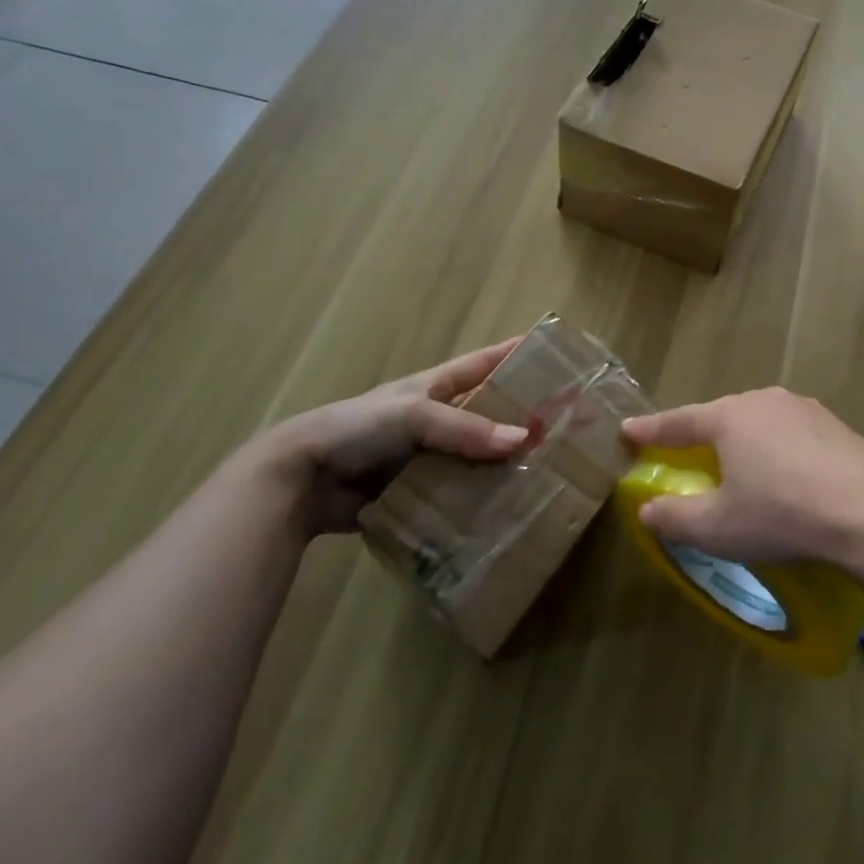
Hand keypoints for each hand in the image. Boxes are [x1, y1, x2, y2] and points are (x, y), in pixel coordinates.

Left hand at [256, 338, 529, 533]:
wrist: (299, 481)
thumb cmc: (357, 428)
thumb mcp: (414, 416)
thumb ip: (466, 429)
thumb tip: (523, 441)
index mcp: (435, 388)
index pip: (484, 363)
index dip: (515, 353)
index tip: (554, 350)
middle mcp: (437, 420)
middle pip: (488, 414)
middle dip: (521, 418)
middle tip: (565, 427)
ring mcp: (427, 458)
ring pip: (476, 458)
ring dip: (503, 467)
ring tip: (546, 475)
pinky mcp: (417, 493)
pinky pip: (456, 496)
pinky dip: (477, 502)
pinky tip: (505, 514)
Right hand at [620, 388, 863, 570]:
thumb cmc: (782, 514)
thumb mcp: (719, 528)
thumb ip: (675, 517)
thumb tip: (647, 509)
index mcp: (728, 418)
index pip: (678, 421)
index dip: (650, 429)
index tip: (627, 430)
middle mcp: (762, 400)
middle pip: (720, 416)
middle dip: (700, 434)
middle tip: (686, 454)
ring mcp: (802, 407)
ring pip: (757, 420)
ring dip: (742, 440)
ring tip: (739, 465)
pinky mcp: (832, 423)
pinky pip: (789, 431)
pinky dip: (776, 447)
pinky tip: (787, 473)